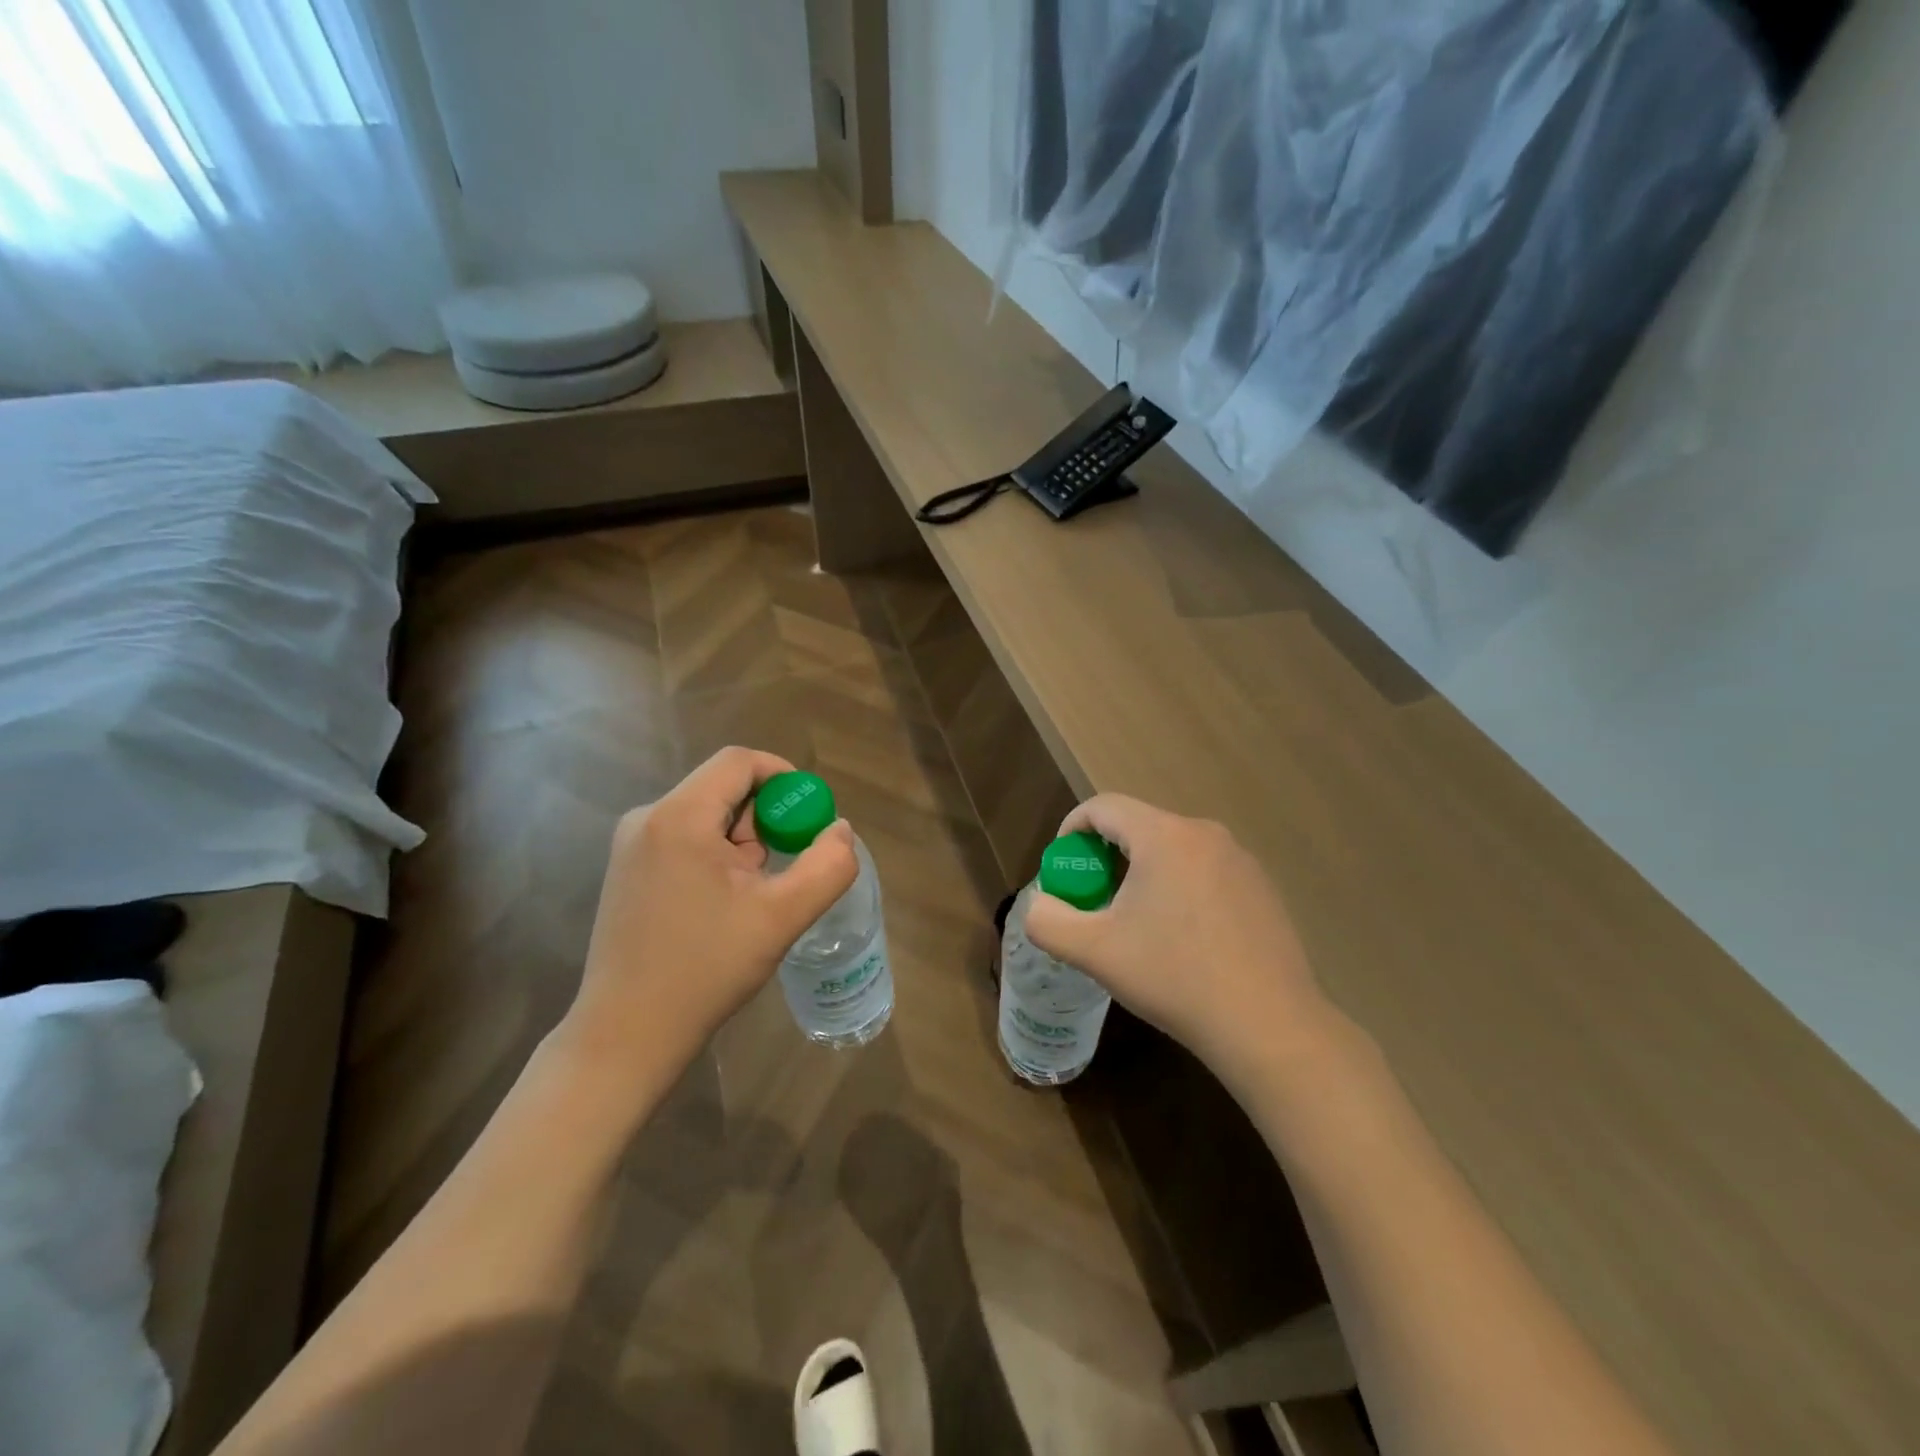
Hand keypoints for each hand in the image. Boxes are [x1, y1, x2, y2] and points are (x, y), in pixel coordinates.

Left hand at [563, 747, 857, 1077]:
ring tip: (750, 898)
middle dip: (764, 820)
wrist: (626, 1036)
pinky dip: (717, 858)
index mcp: (679, 817)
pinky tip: (722, 907)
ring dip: (742, 844)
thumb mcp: (782, 916)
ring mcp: (631, 846)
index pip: (739, 762)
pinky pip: (686, 841)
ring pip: (706, 817)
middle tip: (780, 869)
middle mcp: (647, 819)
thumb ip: (827, 866)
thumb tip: (839, 830)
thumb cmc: (705, 969)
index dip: (784, 778)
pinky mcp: (627, 872)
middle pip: (723, 789)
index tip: (808, 818)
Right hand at [1024, 795, 1331, 1089]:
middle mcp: (1205, 834)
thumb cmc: (1174, 977)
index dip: (1072, 829)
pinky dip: (1180, 888)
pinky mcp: (1263, 888)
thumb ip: (1048, 921)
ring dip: (1144, 873)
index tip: (1064, 869)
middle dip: (1106, 857)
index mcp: (1164, 836)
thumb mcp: (1094, 952)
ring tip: (1138, 924)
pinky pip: (1205, 871)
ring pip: (1174, 850)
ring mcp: (1241, 860)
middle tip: (1095, 902)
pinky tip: (1185, 939)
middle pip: (1139, 827)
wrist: (1268, 1025)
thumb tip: (1041, 905)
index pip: (1104, 807)